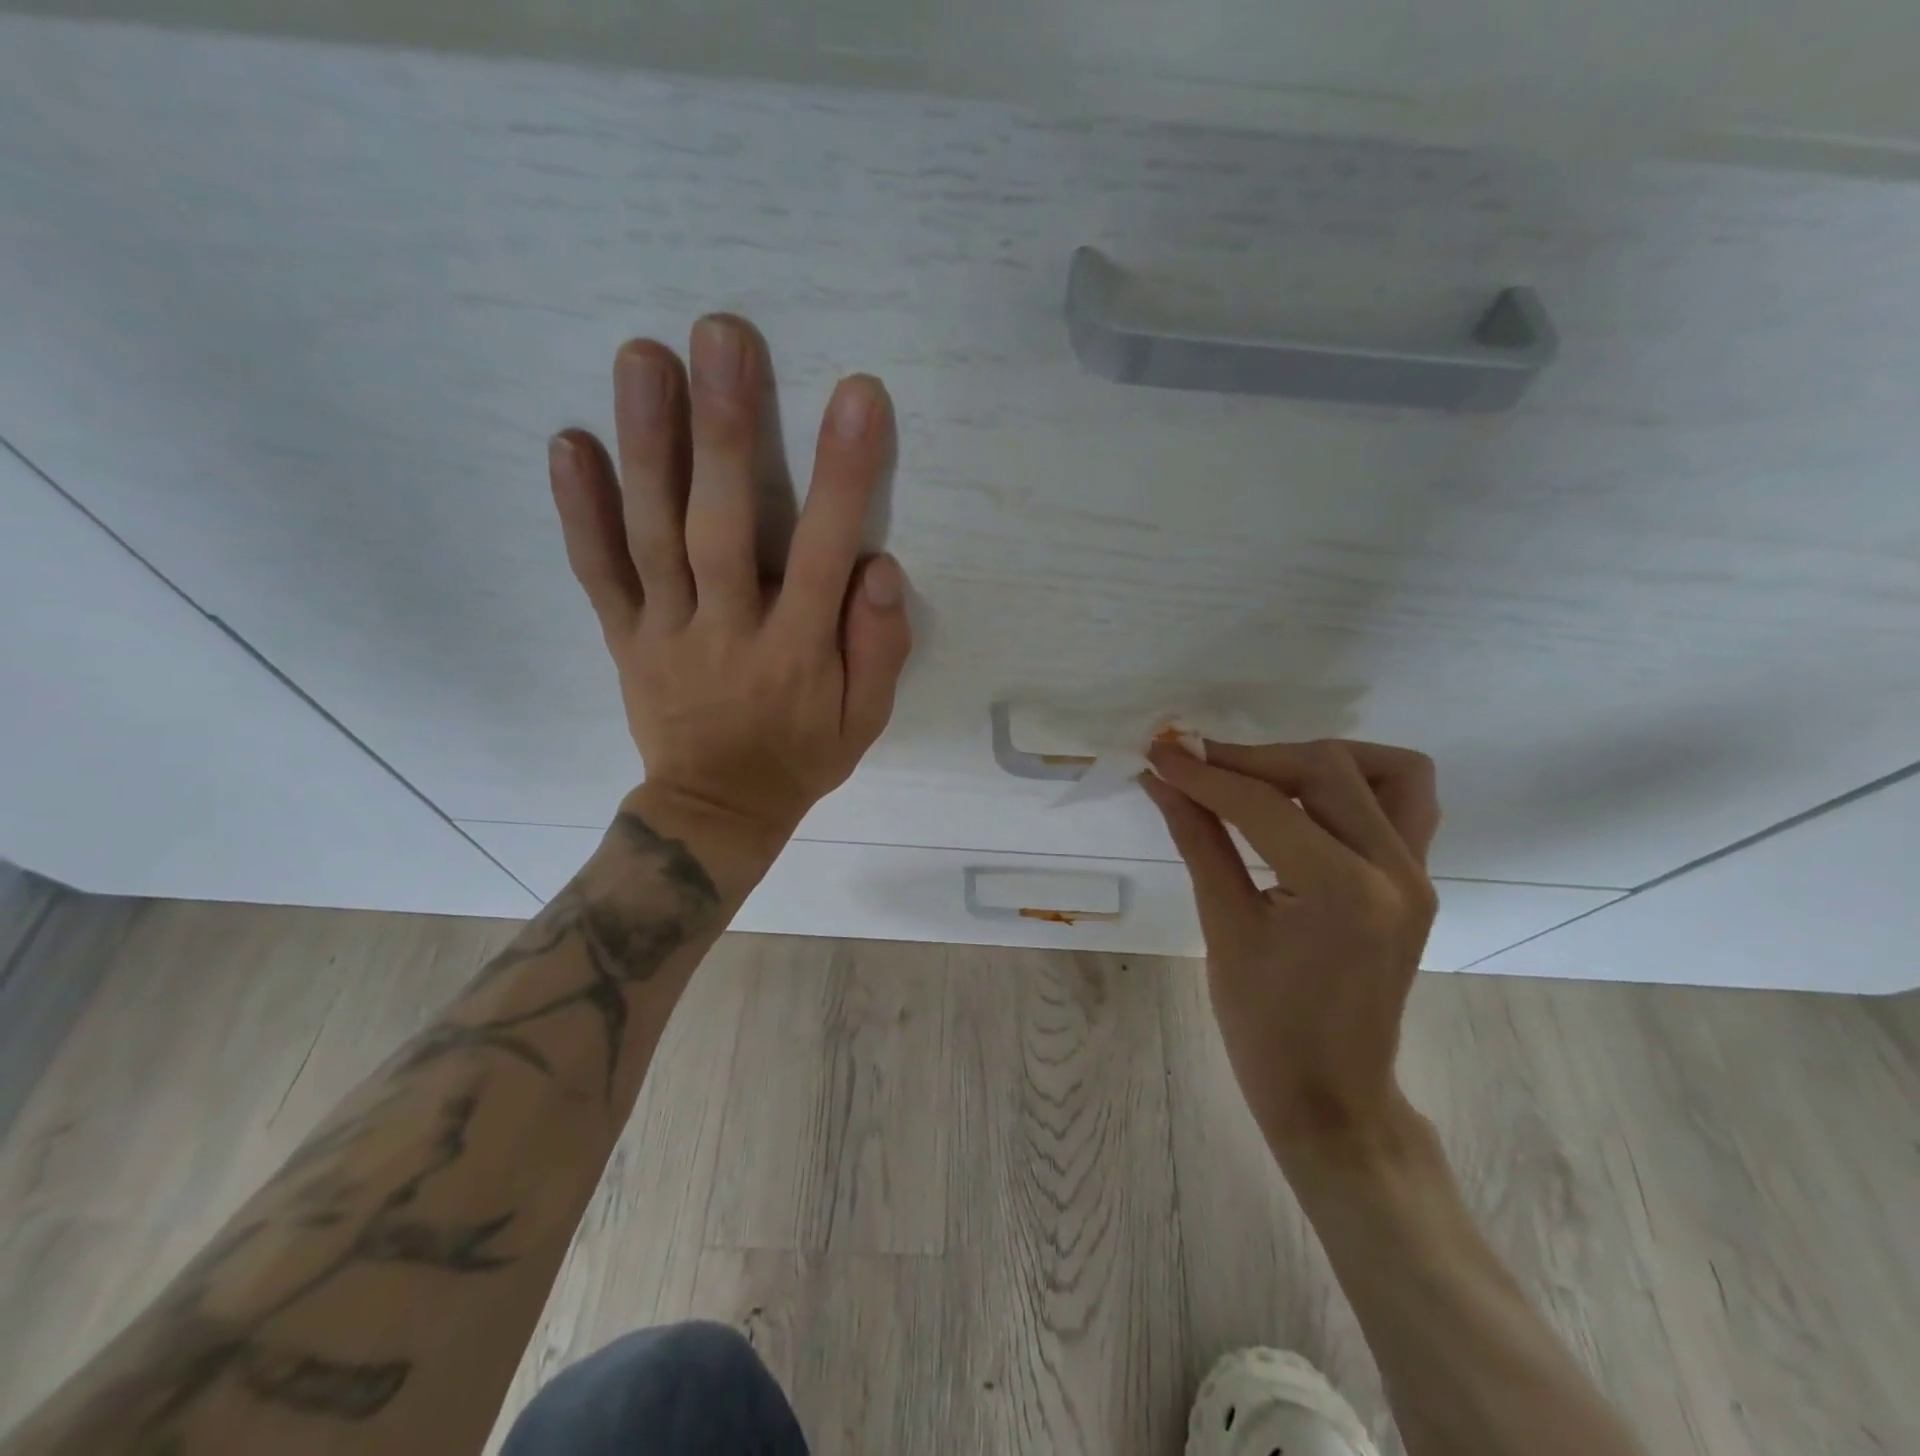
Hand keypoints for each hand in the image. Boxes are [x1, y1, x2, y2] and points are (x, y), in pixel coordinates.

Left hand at [547, 315, 911, 869]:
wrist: (717, 811)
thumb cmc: (801, 758)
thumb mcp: (866, 723)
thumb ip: (879, 650)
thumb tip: (879, 569)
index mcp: (795, 654)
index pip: (822, 554)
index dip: (842, 477)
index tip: (857, 396)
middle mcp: (727, 631)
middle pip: (719, 526)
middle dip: (723, 431)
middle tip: (722, 335)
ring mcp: (666, 632)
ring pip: (651, 535)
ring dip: (646, 445)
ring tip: (643, 357)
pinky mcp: (625, 638)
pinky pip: (598, 575)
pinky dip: (578, 512)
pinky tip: (567, 444)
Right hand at [1142, 738, 1440, 1156]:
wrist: (1331, 1096)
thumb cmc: (1264, 1026)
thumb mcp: (1222, 927)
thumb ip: (1197, 839)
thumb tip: (1161, 779)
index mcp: (1341, 891)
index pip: (1263, 805)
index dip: (1203, 773)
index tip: (1158, 751)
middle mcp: (1394, 871)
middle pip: (1326, 769)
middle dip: (1251, 758)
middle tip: (1194, 763)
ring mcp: (1417, 876)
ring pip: (1384, 771)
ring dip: (1315, 759)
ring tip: (1259, 776)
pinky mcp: (1417, 882)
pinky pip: (1403, 803)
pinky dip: (1353, 783)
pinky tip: (1303, 801)